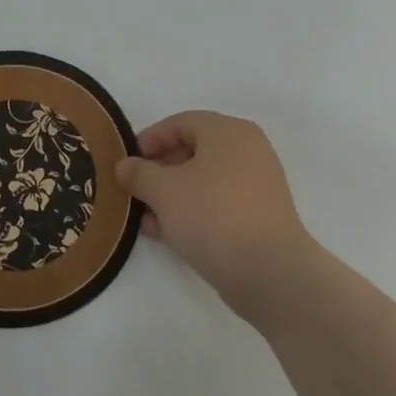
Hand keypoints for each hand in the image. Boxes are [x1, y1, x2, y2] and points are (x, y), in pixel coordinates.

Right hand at [116, 111, 318, 321]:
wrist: (270, 273)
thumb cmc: (213, 216)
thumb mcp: (163, 191)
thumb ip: (139, 173)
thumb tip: (124, 166)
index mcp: (227, 131)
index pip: (180, 123)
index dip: (149, 140)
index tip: (127, 163)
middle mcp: (247, 149)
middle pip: (192, 151)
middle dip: (158, 171)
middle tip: (135, 192)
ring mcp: (257, 183)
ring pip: (204, 180)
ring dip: (172, 196)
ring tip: (146, 219)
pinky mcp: (260, 215)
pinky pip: (218, 202)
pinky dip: (193, 211)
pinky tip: (169, 234)